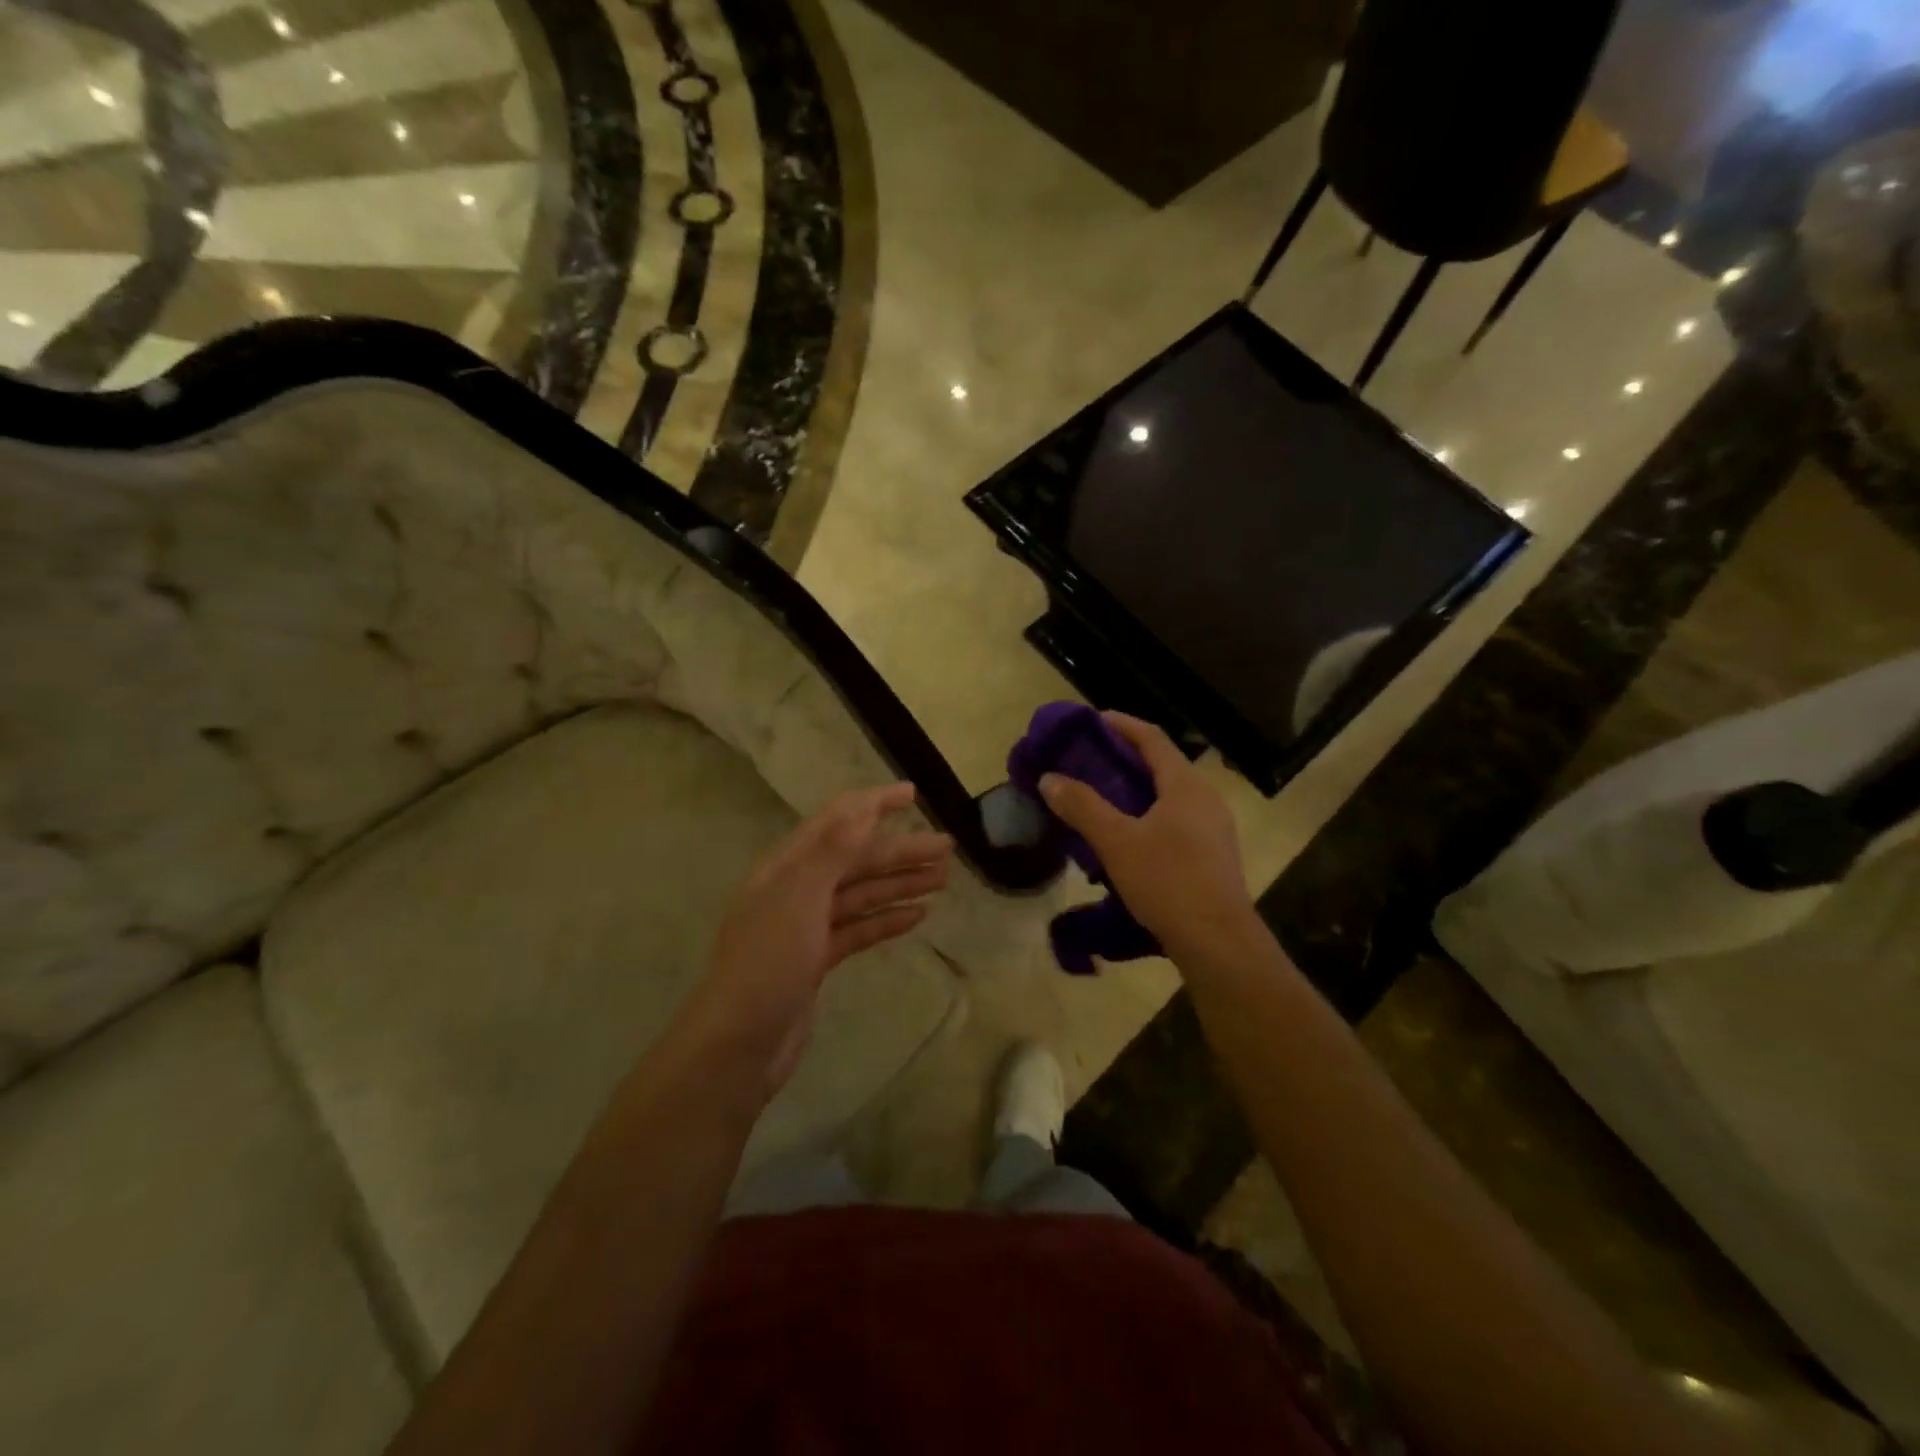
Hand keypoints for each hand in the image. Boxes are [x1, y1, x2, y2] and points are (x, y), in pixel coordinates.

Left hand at [675, 783, 951, 1098]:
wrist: (737, 1045)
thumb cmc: (767, 963)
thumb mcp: (798, 898)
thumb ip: (832, 851)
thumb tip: (863, 808)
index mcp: (786, 866)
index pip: (836, 822)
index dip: (873, 804)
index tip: (912, 793)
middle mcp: (796, 889)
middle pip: (856, 860)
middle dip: (900, 851)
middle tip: (948, 848)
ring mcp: (806, 925)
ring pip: (861, 894)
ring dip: (900, 883)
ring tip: (943, 879)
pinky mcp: (817, 959)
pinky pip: (859, 929)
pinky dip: (886, 919)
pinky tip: (917, 915)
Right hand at [1039, 713, 1254, 957]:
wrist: (1218, 942)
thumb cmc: (1168, 881)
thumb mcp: (1116, 841)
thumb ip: (1082, 806)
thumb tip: (1050, 778)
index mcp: (1185, 785)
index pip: (1152, 738)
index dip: (1121, 725)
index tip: (1092, 721)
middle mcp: (1205, 799)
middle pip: (1162, 766)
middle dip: (1124, 760)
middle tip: (1088, 764)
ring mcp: (1214, 829)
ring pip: (1168, 797)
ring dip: (1135, 792)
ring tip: (1101, 802)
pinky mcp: (1213, 856)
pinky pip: (1176, 822)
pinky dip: (1148, 818)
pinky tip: (1127, 841)